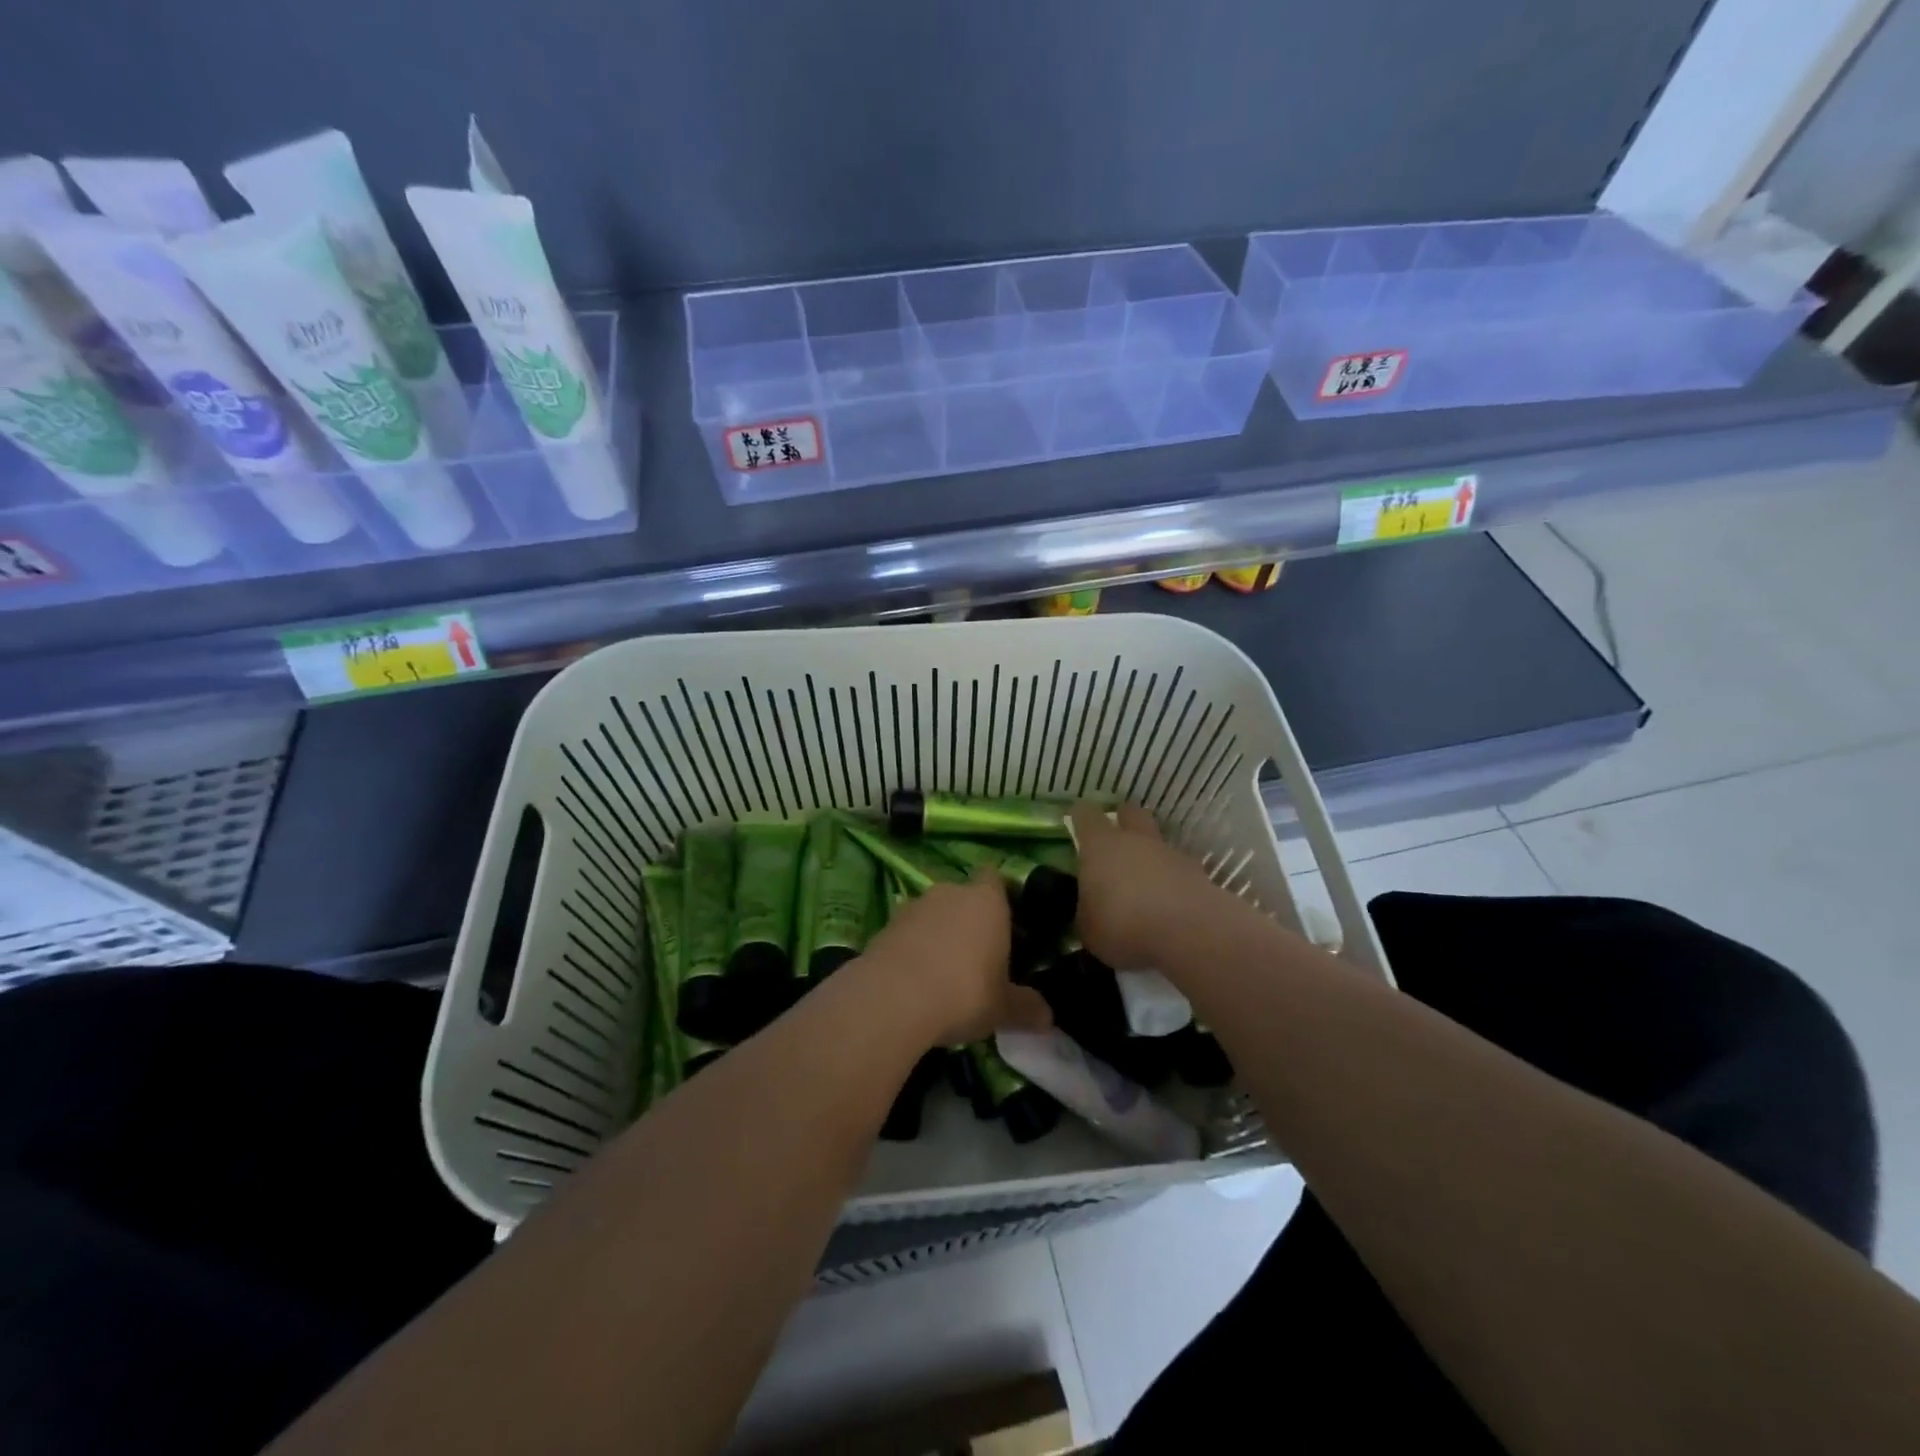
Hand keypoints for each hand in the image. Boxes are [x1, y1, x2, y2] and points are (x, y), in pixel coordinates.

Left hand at [856, 873, 1051, 1047]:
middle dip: (970, 920)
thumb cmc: (964, 992)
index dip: (1001, 896)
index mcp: (987, 900)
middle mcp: (950, 892)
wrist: (892, 998)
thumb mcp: (1004, 1008)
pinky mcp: (885, 926)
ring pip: (933, 914)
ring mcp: (913, 906)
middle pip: (964, 897)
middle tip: (979, 956)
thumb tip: (1048, 1018)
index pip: (996, 879)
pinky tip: (917, 982)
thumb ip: (1027, 1008)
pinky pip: (908, 933)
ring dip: (939, 935)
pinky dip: (913, 949)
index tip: (1007, 923)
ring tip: (945, 973)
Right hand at [1069, 802, 1225, 970]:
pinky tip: (1169, 902)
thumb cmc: (1125, 926)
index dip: (1079, 816)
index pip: (1086, 815)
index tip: (1075, 821)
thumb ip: (1087, 912)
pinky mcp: (1198, 872)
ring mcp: (1170, 853)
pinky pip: (1179, 867)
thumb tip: (1090, 909)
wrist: (1190, 934)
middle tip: (1114, 840)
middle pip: (1129, 812)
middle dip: (1122, 820)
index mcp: (1101, 846)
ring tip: (1144, 881)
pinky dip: (1173, 878)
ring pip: (1157, 840)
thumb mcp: (1089, 929)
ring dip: (1150, 853)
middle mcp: (1136, 839)